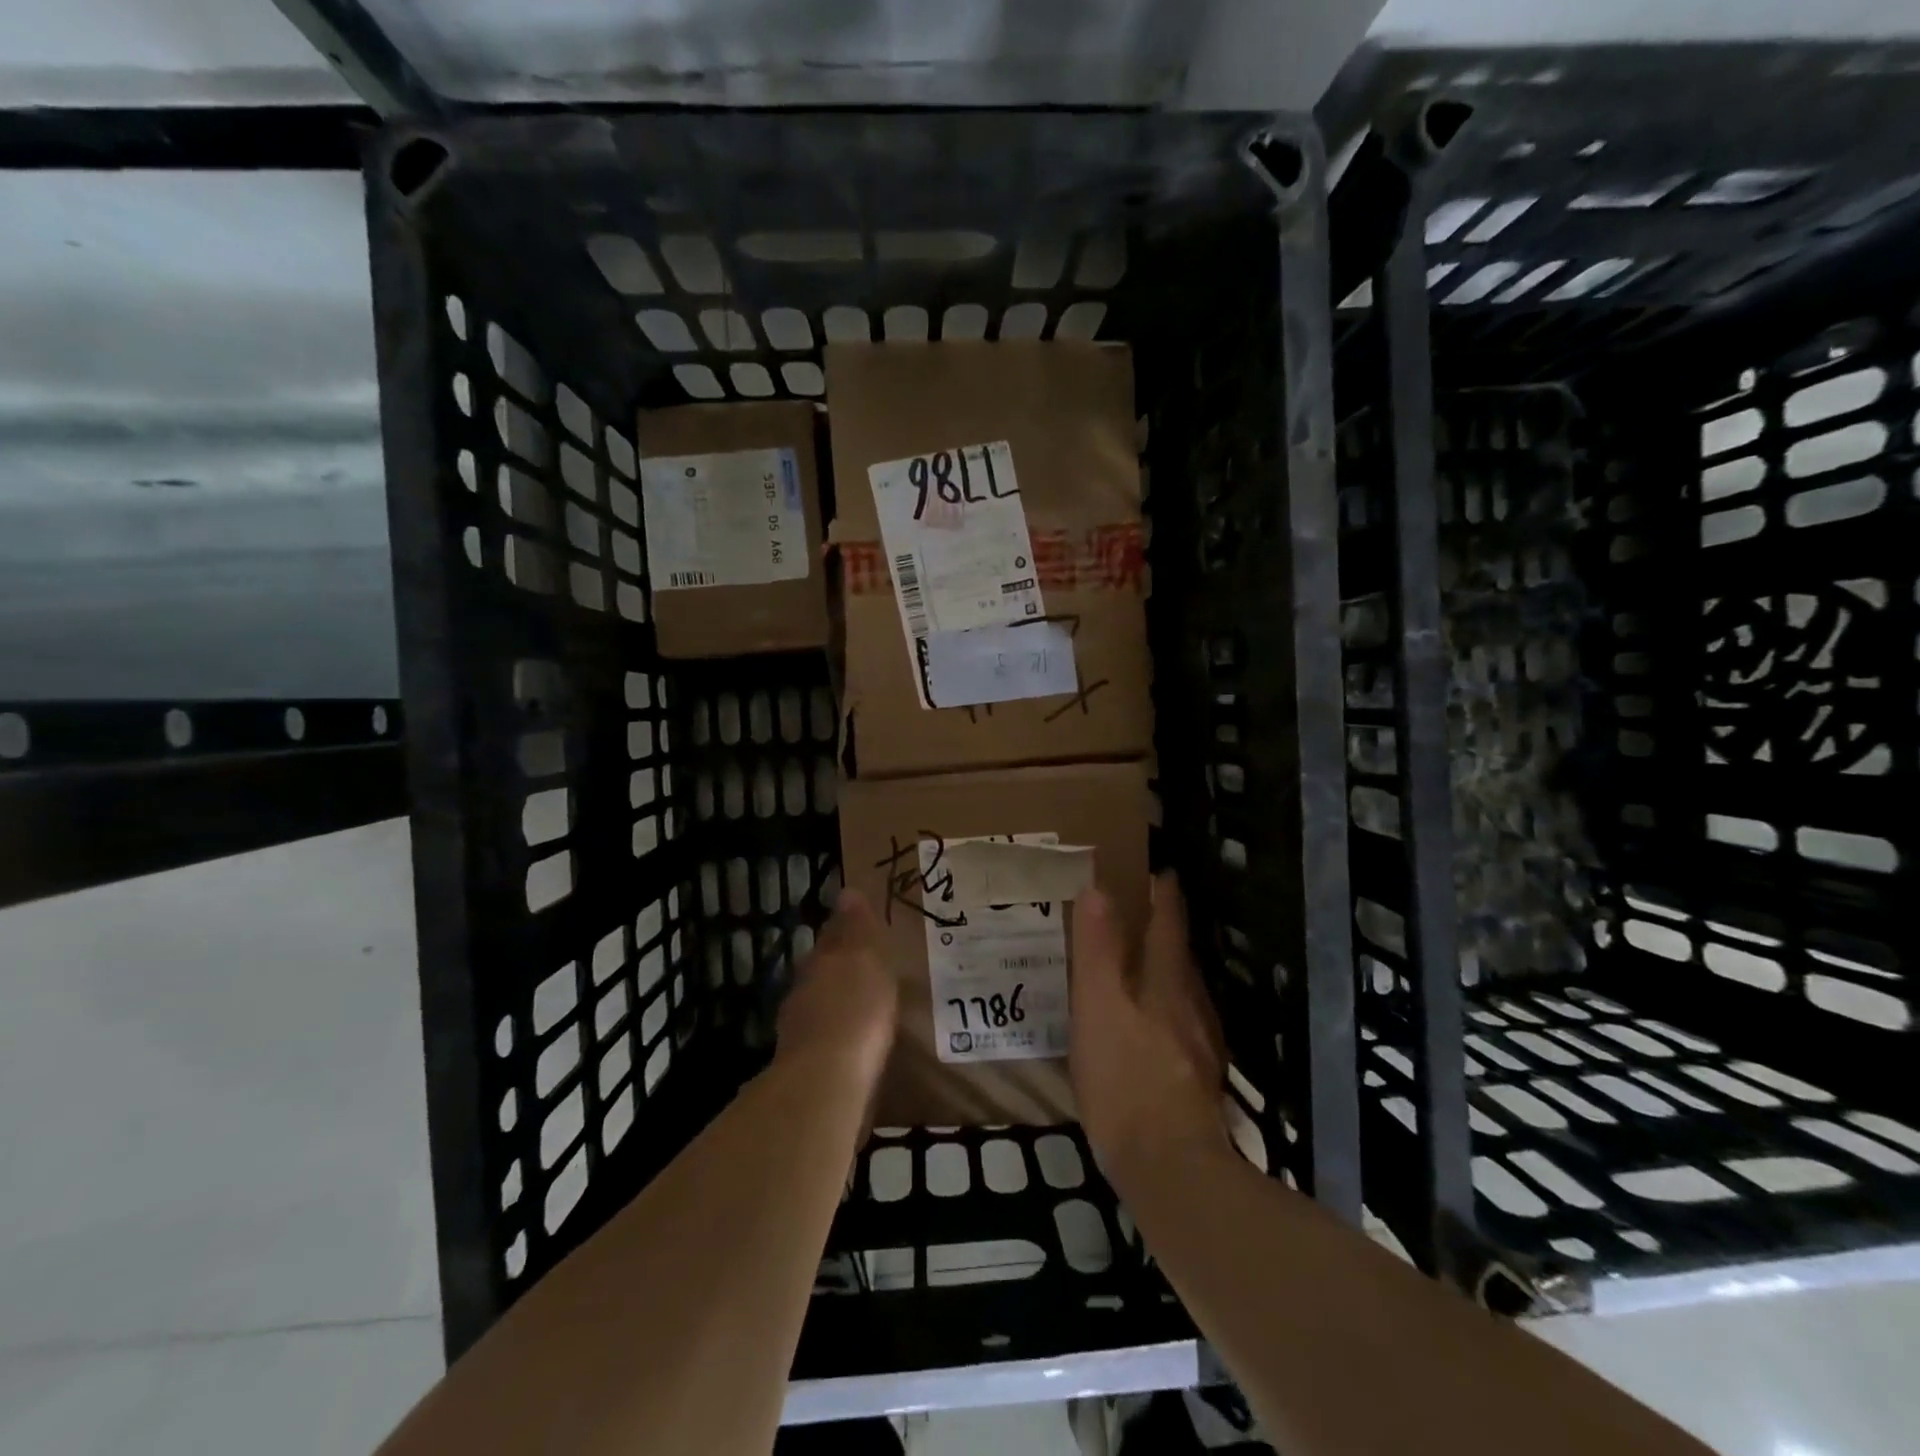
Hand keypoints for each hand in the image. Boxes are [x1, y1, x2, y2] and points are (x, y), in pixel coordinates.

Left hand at [775, 889, 898, 1095]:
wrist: (826, 1082)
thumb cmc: (855, 1011)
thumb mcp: (864, 959)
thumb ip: (856, 928)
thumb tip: (847, 892)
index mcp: (819, 962)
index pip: (831, 938)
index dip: (844, 932)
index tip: (859, 929)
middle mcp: (803, 992)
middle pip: (821, 972)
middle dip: (839, 970)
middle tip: (865, 970)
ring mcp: (800, 1032)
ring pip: (820, 1007)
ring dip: (837, 1006)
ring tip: (864, 1009)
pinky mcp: (807, 1068)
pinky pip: (827, 1043)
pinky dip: (839, 1039)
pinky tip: (855, 1047)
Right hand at [1070, 872, 1227, 1176]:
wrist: (1171, 1168)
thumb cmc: (1125, 1079)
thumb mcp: (1097, 1008)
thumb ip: (1098, 950)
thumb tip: (1098, 889)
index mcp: (1166, 983)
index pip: (1168, 926)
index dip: (1164, 897)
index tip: (1162, 872)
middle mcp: (1191, 1006)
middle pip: (1182, 957)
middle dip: (1168, 931)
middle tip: (1147, 914)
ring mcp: (1200, 1046)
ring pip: (1186, 993)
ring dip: (1170, 971)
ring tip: (1148, 967)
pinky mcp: (1198, 1081)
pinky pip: (1184, 1027)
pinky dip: (1169, 1012)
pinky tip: (1157, 1030)